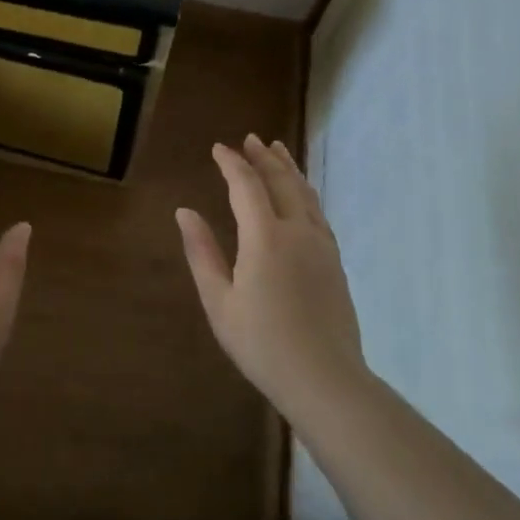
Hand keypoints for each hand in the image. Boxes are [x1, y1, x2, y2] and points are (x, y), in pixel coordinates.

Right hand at [176, 135, 365, 425]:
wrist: (326, 380)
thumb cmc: (263, 344)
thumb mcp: (219, 301)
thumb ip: (202, 252)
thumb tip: (184, 211)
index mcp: (265, 237)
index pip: (246, 185)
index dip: (231, 163)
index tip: (218, 148)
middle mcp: (297, 231)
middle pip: (281, 181)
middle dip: (263, 157)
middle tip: (251, 139)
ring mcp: (321, 245)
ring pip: (305, 193)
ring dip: (288, 168)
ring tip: (277, 150)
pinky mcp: (335, 261)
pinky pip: (318, 211)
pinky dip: (305, 191)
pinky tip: (301, 194)